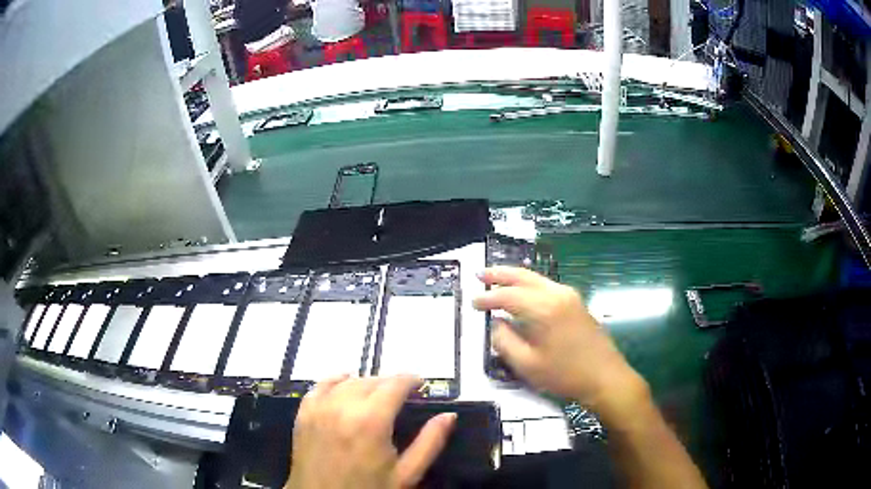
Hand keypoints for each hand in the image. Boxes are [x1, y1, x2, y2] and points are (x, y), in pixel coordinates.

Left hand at [286, 375, 456, 488]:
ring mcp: (319, 408)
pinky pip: (319, 386)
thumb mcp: (407, 474)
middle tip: (402, 396)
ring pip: (347, 381)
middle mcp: (342, 406)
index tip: (421, 384)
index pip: (394, 384)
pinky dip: (335, 381)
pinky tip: (344, 384)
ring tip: (378, 395)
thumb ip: (430, 442)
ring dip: (366, 383)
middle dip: (390, 383)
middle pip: (371, 381)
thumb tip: (449, 415)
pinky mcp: (303, 414)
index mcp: (371, 421)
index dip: (410, 380)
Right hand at [473, 267, 647, 419]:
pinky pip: (547, 286)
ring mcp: (570, 296)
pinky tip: (522, 292)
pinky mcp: (577, 303)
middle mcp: (557, 294)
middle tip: (479, 275)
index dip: (488, 299)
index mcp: (544, 308)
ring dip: (515, 277)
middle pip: (523, 276)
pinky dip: (529, 285)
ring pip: (536, 279)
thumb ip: (505, 341)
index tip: (473, 303)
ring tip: (496, 279)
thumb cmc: (565, 375)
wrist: (606, 378)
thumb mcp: (527, 365)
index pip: (508, 295)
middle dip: (500, 274)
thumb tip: (495, 323)